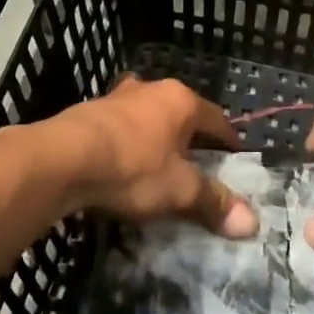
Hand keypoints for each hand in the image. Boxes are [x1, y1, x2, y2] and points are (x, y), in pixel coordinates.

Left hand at [52, 77, 257, 236]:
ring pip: (146, 117)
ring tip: (157, 164)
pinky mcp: (87, 112)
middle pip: (179, 114)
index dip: (228, 140)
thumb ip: (213, 202)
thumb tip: (252, 223)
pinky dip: (126, 143)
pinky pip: (118, 127)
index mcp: (180, 101)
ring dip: (154, 137)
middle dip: (189, 137)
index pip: (216, 119)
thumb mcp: (179, 190)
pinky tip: (121, 164)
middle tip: (196, 164)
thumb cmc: (131, 168)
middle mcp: (150, 89)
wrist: (61, 159)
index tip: (236, 158)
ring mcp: (116, 97)